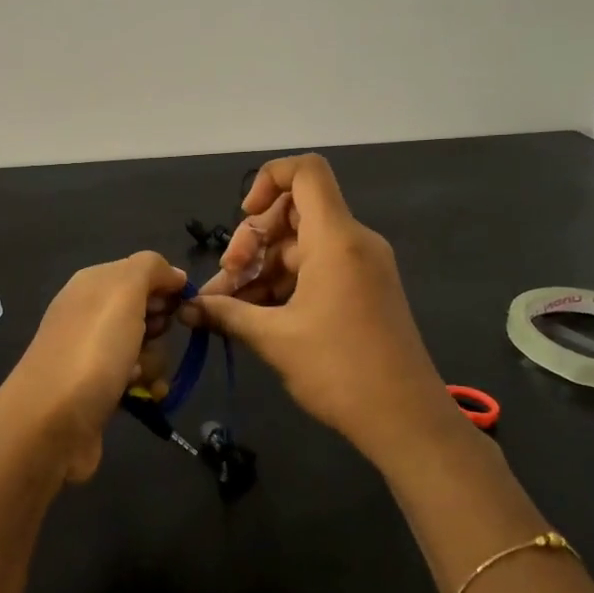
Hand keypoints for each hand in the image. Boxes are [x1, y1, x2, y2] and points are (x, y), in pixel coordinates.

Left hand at [0, 251, 185, 483]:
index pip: (142, 272)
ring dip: (154, 361)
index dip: (165, 286)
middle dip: (160, 328)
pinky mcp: (99, 390)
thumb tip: (173, 274)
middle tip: (152, 337)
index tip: (177, 305)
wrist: (51, 423)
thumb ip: (150, 268)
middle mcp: (90, 314)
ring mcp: (93, 354)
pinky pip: (137, 379)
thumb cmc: (92, 349)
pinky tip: (143, 396)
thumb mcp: (123, 291)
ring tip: (140, 376)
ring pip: (146, 348)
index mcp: (92, 284)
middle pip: (147, 312)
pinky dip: (146, 387)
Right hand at [180, 154, 447, 459]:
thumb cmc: (340, 370)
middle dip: (252, 240)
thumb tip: (187, 307)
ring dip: (262, 269)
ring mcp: (360, 266)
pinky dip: (284, 283)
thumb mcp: (274, 339)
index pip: (305, 172)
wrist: (406, 420)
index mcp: (336, 238)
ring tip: (230, 306)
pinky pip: (316, 268)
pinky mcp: (362, 290)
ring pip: (300, 245)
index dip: (268, 179)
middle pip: (293, 211)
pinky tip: (255, 315)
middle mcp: (353, 241)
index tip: (245, 217)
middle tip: (229, 280)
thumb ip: (227, 313)